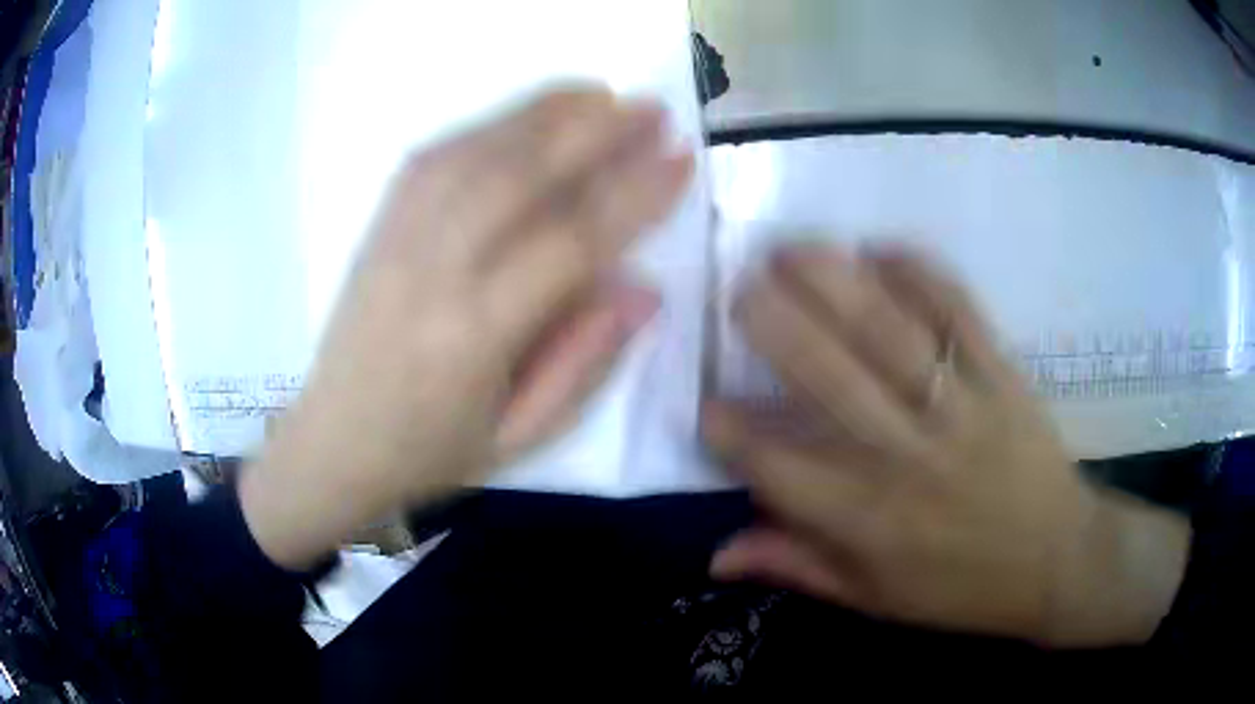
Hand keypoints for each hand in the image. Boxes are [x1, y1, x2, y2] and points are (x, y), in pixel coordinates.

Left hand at [241, 88, 693, 568]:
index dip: (634, 195)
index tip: (681, 159)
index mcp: (474, 335)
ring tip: (600, 93)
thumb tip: (644, 289)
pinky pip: (434, 157)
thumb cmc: (431, 451)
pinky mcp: (378, 226)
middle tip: (652, 107)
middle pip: (521, 175)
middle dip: (596, 131)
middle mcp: (433, 271)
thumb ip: (585, 364)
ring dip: (544, 113)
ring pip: (477, 151)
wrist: (333, 441)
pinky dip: (489, 124)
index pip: (570, 242)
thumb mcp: (521, 438)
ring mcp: (397, 239)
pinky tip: (526, 115)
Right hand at [702, 243, 1189, 646]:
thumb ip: (797, 566)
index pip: (778, 469)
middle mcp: (908, 459)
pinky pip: (961, 314)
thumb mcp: (873, 600)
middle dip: (775, 327)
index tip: (702, 399)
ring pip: (890, 335)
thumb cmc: (961, 589)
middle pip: (831, 381)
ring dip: (834, 284)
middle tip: (738, 288)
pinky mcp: (1005, 377)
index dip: (730, 432)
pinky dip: (922, 274)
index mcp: (869, 522)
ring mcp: (963, 410)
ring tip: (791, 249)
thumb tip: (716, 554)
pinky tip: (882, 247)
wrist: (1058, 562)